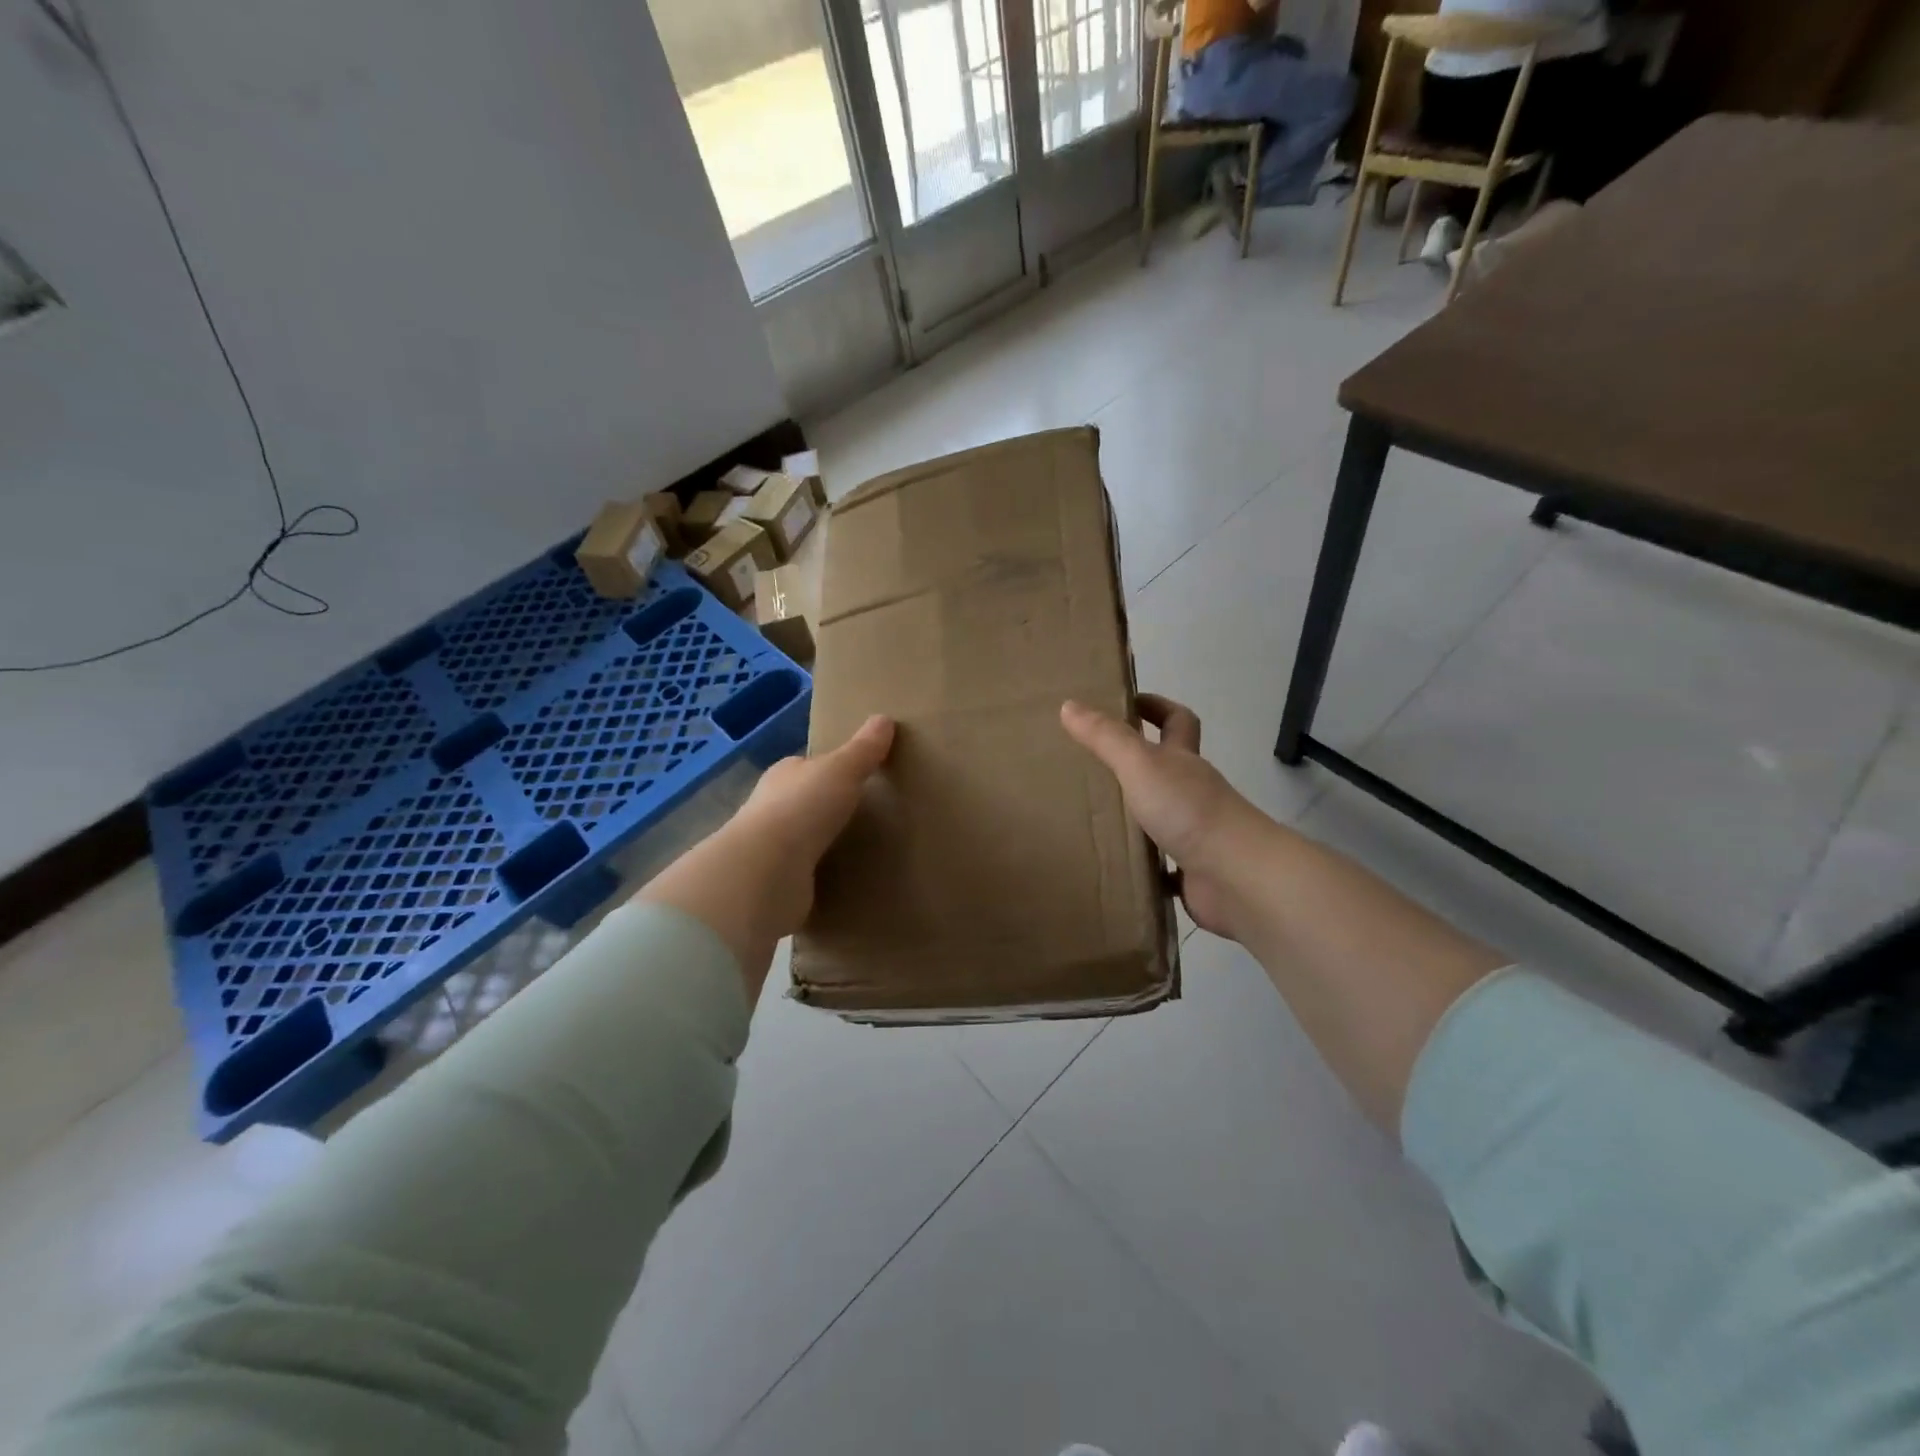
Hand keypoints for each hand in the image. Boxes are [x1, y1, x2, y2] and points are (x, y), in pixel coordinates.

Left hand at [638, 715, 894, 996]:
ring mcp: (772, 848)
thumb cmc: (802, 809)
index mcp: (784, 775)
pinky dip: (820, 875)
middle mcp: (772, 808)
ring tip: (860, 849)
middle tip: (866, 814)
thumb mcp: (841, 770)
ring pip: (804, 839)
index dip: (830, 769)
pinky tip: (843, 879)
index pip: (808, 767)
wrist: (767, 872)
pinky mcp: (777, 883)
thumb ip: (863, 749)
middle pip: (805, 802)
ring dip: (824, 843)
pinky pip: (805, 874)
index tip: (858, 776)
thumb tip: (884, 718)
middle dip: (827, 807)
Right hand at [1059, 696, 1259, 937]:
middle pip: (1167, 769)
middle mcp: (1192, 792)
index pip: (1177, 720)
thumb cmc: (1188, 810)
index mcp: (1183, 760)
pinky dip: (1143, 868)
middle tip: (1091, 766)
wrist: (1236, 876)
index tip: (1126, 702)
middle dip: (1136, 765)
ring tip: (1090, 820)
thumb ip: (1106, 737)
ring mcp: (1195, 833)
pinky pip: (1162, 868)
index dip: (1156, 706)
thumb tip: (1069, 704)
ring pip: (1161, 818)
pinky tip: (1116, 869)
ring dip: (1135, 818)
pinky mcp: (1192, 872)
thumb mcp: (1140, 764)